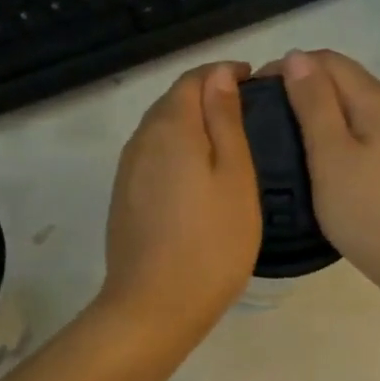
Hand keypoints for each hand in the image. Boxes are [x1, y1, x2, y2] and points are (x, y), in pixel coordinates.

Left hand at [99, 61, 261, 338]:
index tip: (254, 82)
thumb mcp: (235, 177)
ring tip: (228, 140)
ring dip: (191, 123)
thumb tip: (220, 75)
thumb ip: (225, 121)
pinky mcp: (124, 196)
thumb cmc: (211, 243)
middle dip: (207, 95)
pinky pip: (153, 155)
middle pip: (173, 101)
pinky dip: (178, 150)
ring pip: (161, 129)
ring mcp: (128, 170)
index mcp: (170, 127)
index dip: (223, 73)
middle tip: (248, 110)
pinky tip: (198, 173)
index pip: (193, 79)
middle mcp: (141, 140)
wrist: (154, 306)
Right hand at [276, 49, 379, 305]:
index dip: (289, 66)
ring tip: (289, 139)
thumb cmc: (369, 210)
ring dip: (322, 112)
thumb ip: (314, 103)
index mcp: (379, 100)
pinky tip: (325, 161)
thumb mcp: (331, 155)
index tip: (256, 92)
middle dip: (304, 87)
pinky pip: (369, 133)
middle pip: (345, 80)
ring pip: (357, 108)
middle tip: (267, 118)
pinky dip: (342, 135)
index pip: (329, 60)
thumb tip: (296, 57)